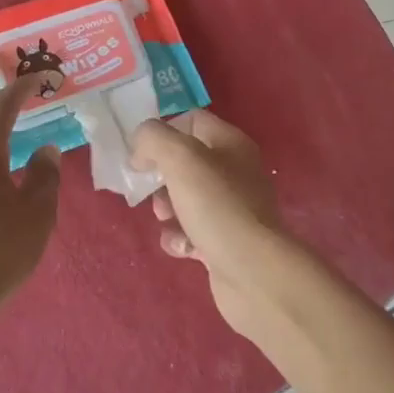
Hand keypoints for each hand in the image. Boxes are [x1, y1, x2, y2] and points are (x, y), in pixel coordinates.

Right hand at [130, 110, 300, 338]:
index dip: (163, 133)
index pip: (192, 121)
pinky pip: (192, 232)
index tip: (142, 155)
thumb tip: (141, 150)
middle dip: (161, 178)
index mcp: (231, 143)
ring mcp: (232, 208)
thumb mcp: (180, 158)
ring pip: (185, 199)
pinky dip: (180, 239)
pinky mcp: (226, 241)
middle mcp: (235, 171)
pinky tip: (183, 248)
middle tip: (152, 193)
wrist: (252, 271)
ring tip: (168, 222)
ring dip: (167, 211)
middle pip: (186, 163)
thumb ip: (154, 139)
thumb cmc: (217, 205)